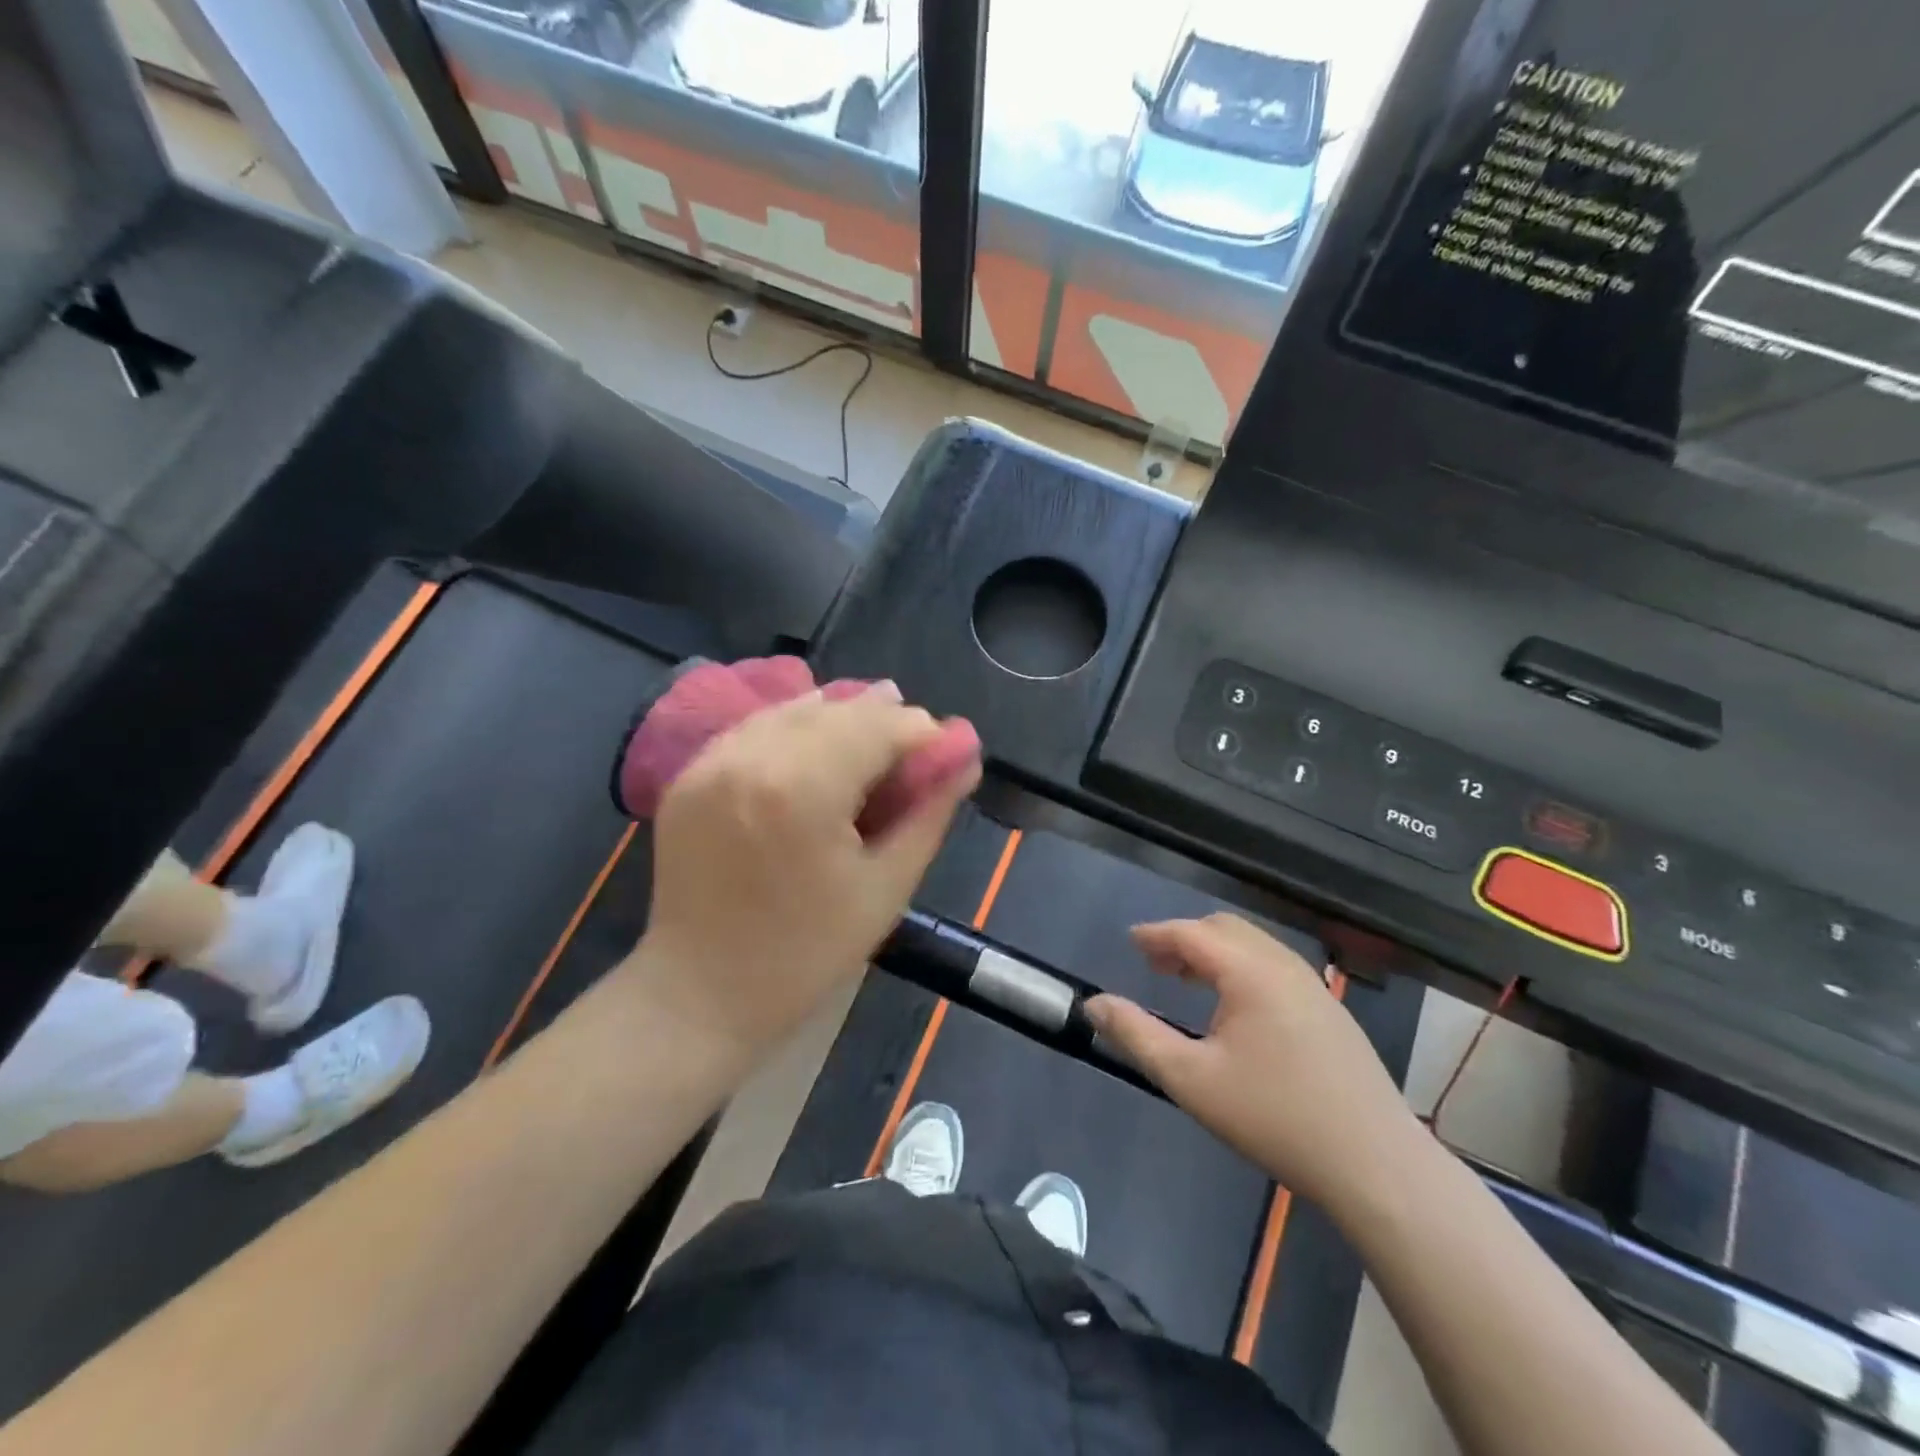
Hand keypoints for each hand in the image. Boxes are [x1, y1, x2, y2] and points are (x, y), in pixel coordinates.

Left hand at [636, 685, 980, 1059]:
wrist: (699, 994)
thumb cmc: (806, 954)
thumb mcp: (887, 887)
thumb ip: (930, 811)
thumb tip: (964, 755)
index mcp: (802, 788)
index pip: (880, 724)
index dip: (923, 734)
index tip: (947, 758)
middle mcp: (752, 756)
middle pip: (839, 708)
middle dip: (885, 724)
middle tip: (913, 761)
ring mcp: (712, 760)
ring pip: (796, 709)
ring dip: (842, 722)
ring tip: (871, 755)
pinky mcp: (689, 772)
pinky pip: (758, 728)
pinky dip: (796, 732)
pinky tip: (818, 757)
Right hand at [1087, 914, 1419, 1208]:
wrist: (1376, 1164)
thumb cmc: (1274, 1116)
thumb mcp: (1191, 1079)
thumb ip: (1137, 1035)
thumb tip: (1094, 1004)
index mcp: (1250, 971)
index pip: (1192, 933)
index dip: (1156, 934)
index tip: (1130, 941)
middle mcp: (1283, 965)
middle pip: (1224, 929)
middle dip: (1184, 939)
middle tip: (1154, 964)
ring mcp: (1313, 986)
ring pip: (1253, 947)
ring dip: (1214, 953)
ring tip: (1187, 980)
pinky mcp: (1330, 1010)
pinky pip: (1274, 967)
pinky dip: (1241, 968)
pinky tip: (1234, 1008)